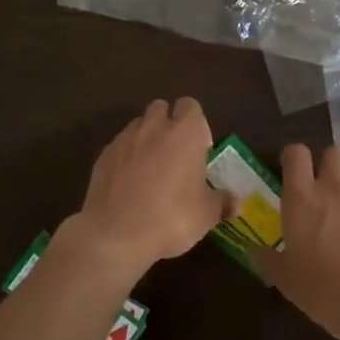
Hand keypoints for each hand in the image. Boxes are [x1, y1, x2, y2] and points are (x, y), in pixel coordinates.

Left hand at [66, 98, 229, 274]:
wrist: (116, 233)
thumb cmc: (171, 217)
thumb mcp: (206, 215)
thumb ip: (222, 202)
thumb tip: (236, 203)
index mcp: (184, 133)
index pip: (191, 106)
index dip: (196, 123)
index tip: (199, 148)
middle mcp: (153, 127)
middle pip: (161, 108)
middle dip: (168, 124)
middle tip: (175, 155)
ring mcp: (124, 139)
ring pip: (138, 125)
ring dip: (146, 138)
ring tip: (151, 169)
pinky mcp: (103, 156)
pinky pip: (119, 146)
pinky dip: (126, 156)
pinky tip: (129, 183)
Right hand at [253, 144, 339, 339]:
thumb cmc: (328, 292)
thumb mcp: (288, 282)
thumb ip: (268, 260)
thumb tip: (255, 250)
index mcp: (304, 199)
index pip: (296, 154)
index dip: (294, 158)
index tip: (293, 173)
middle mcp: (337, 187)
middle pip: (333, 154)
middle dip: (330, 167)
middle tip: (328, 198)